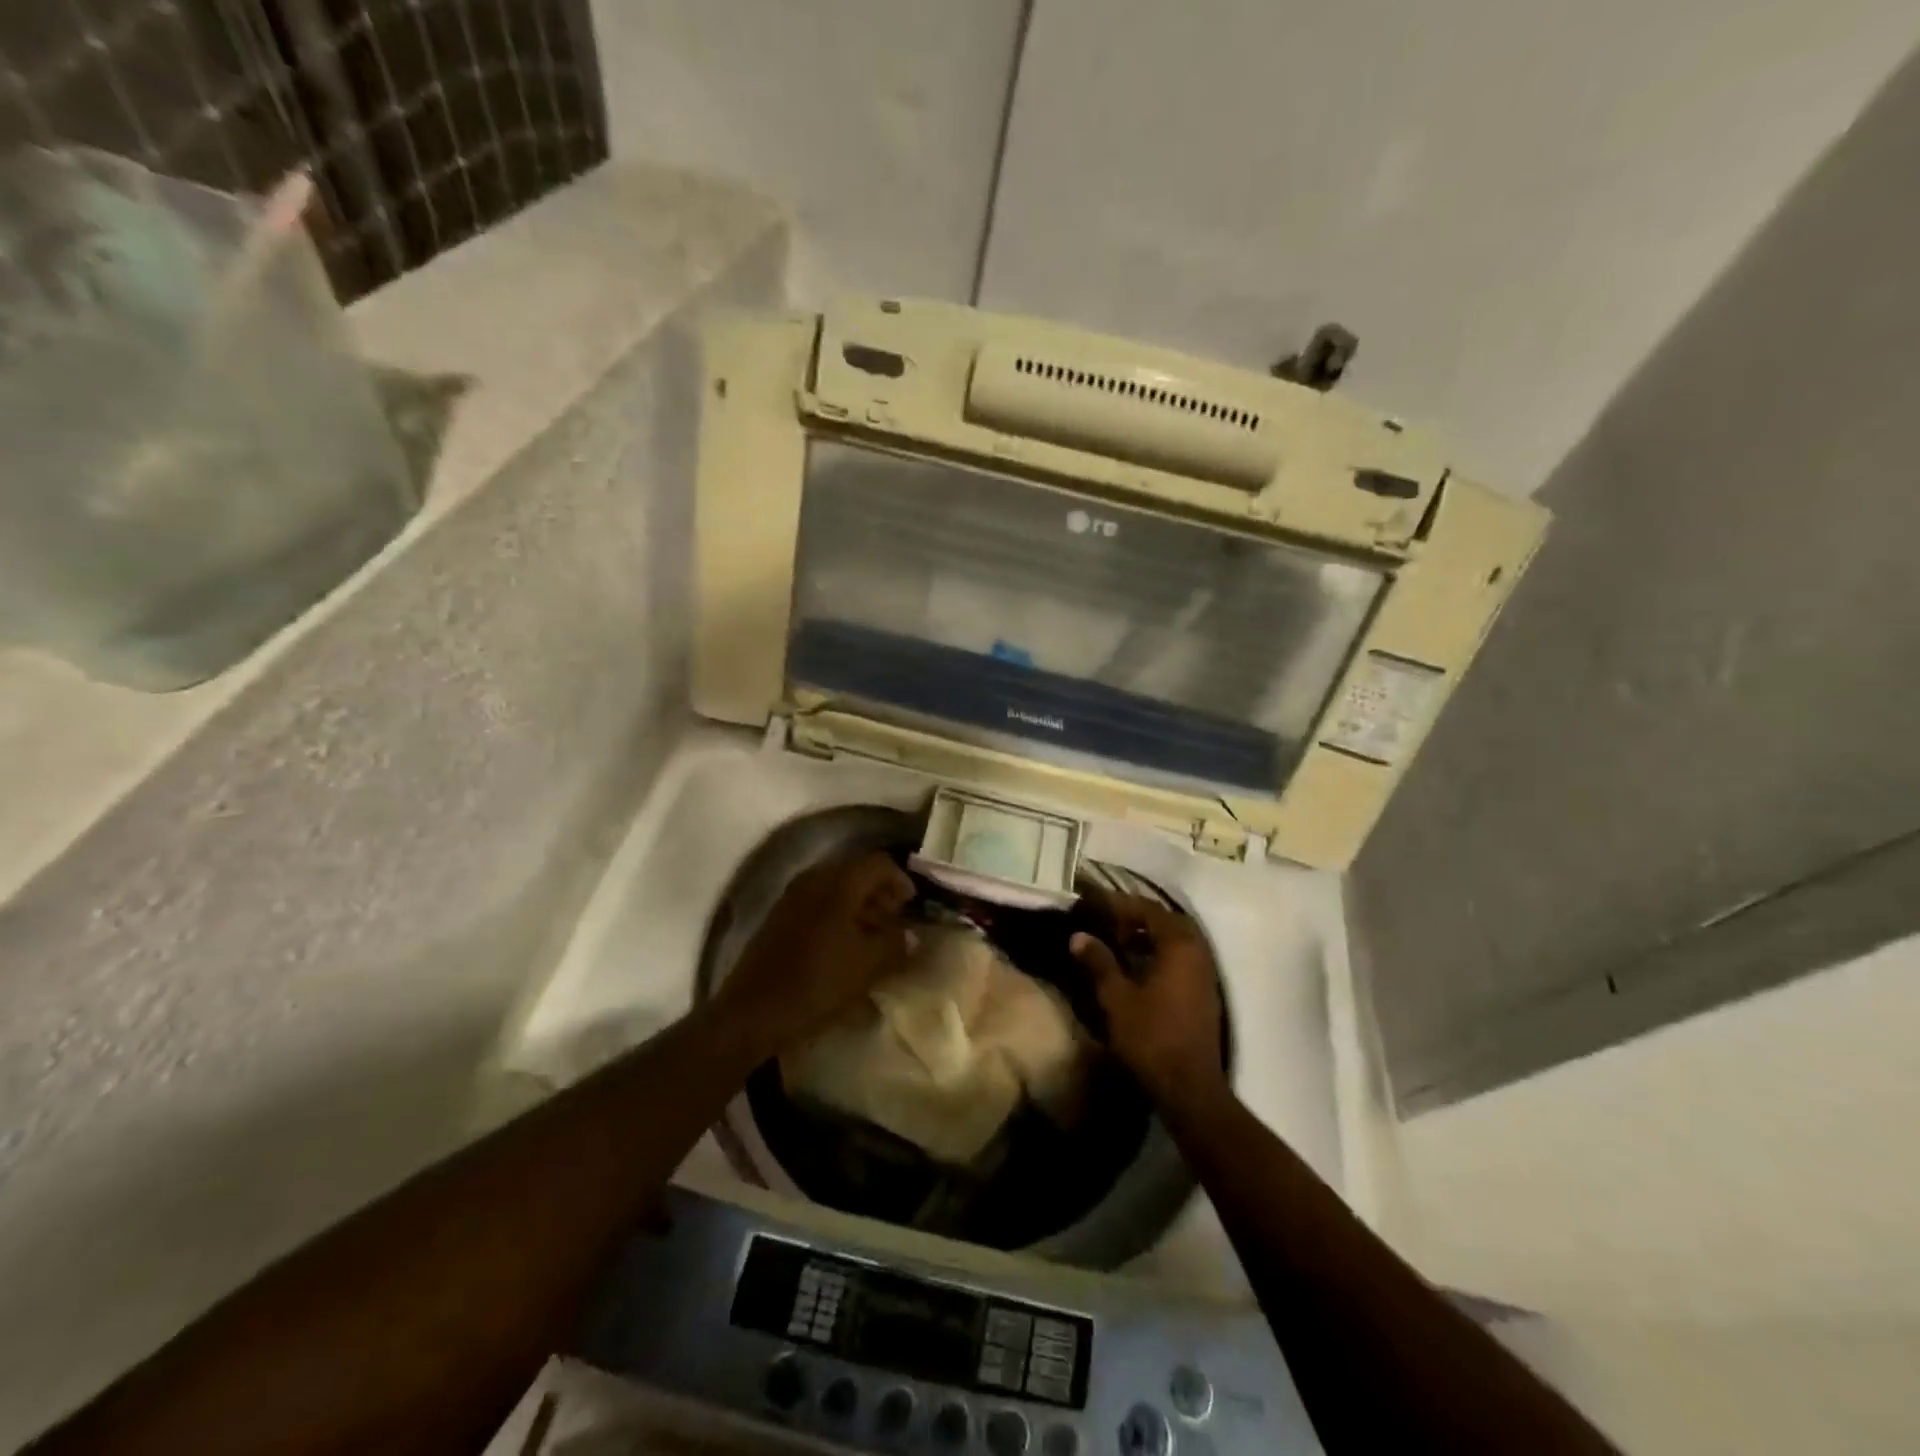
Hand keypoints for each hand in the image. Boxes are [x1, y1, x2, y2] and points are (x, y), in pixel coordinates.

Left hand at [718, 850, 917, 1058]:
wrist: (752, 1012)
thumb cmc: (817, 983)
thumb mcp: (868, 966)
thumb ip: (896, 944)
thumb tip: (911, 935)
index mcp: (839, 883)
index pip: (879, 863)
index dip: (901, 881)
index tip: (911, 907)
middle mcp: (814, 879)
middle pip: (856, 872)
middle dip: (880, 893)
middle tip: (895, 921)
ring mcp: (792, 897)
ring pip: (836, 888)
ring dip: (859, 906)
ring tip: (873, 938)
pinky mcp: (779, 917)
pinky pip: (817, 904)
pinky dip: (837, 916)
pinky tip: (844, 947)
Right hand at [1070, 893, 1228, 1112]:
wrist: (1189, 1088)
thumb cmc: (1151, 1037)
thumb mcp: (1116, 998)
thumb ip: (1099, 962)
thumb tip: (1079, 936)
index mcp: (1179, 945)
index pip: (1148, 909)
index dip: (1119, 904)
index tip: (1093, 903)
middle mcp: (1197, 952)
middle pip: (1165, 921)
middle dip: (1136, 917)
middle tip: (1107, 921)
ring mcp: (1204, 973)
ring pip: (1175, 940)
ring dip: (1148, 936)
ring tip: (1117, 942)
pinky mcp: (1203, 992)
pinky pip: (1180, 958)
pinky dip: (1158, 953)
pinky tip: (1136, 966)